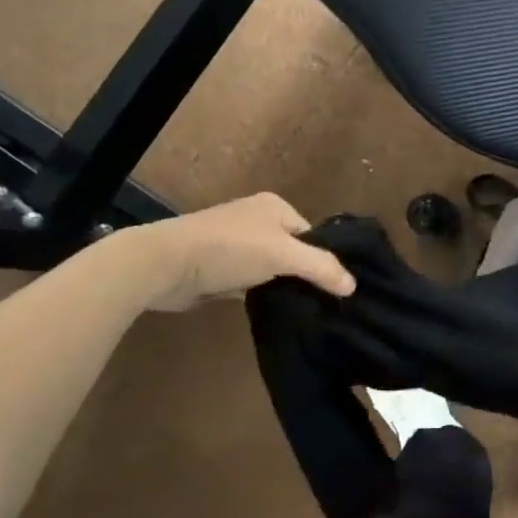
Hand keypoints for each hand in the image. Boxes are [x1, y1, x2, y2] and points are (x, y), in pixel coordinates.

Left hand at [112, 193, 355, 310]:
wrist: (164, 265)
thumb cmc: (228, 249)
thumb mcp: (283, 255)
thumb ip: (321, 268)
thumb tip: (353, 286)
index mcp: (275, 206)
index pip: (313, 234)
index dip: (323, 259)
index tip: (336, 288)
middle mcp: (257, 220)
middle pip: (294, 251)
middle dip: (304, 275)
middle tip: (322, 303)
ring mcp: (236, 244)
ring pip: (273, 268)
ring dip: (282, 286)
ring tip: (302, 310)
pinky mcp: (219, 268)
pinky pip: (252, 281)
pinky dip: (261, 294)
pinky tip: (272, 311)